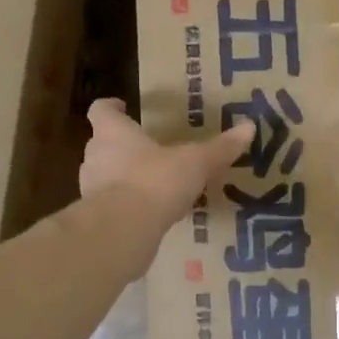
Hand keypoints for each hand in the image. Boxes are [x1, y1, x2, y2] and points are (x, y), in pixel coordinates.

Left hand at [80, 98, 253, 233]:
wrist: (122, 231)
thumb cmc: (154, 181)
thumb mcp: (194, 163)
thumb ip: (219, 148)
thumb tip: (249, 127)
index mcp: (114, 133)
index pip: (101, 111)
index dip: (111, 107)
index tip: (123, 107)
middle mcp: (95, 156)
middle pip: (102, 143)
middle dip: (122, 146)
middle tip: (147, 149)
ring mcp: (90, 190)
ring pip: (104, 176)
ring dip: (123, 178)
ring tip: (151, 184)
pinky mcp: (96, 219)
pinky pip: (111, 206)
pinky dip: (126, 207)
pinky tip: (149, 214)